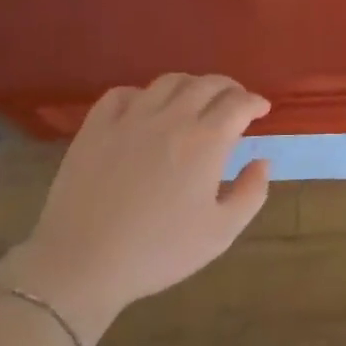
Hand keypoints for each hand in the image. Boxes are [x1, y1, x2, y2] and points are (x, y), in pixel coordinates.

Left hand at [1, 74, 271, 341]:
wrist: (82, 263)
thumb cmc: (158, 252)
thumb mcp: (220, 233)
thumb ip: (251, 194)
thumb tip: (262, 161)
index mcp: (205, 141)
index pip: (238, 103)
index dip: (255, 102)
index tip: (262, 109)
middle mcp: (171, 118)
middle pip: (207, 84)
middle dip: (229, 88)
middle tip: (235, 101)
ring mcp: (130, 118)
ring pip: (168, 82)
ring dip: (191, 85)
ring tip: (195, 100)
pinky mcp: (96, 127)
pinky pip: (123, 94)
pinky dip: (143, 94)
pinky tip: (145, 109)